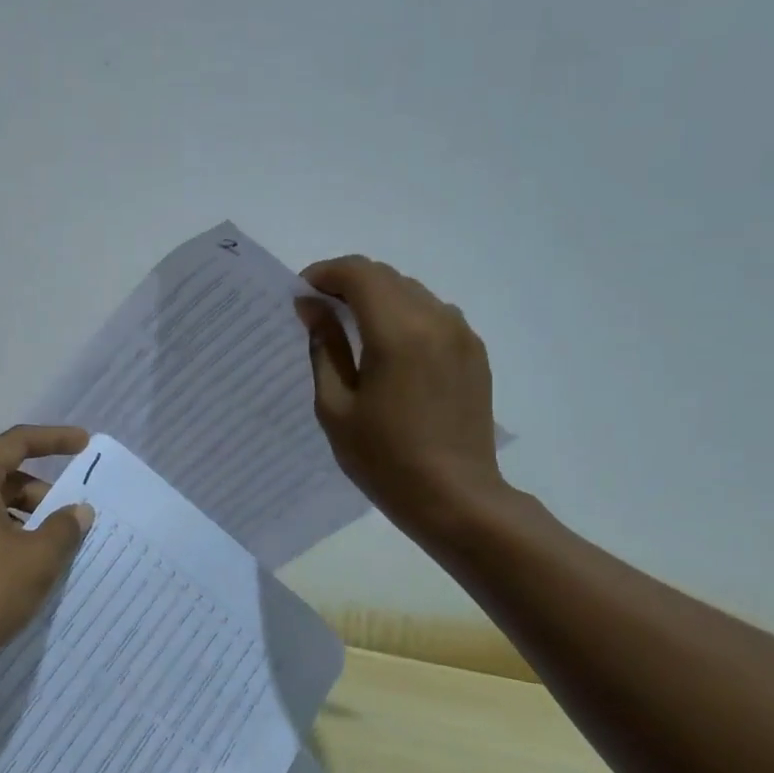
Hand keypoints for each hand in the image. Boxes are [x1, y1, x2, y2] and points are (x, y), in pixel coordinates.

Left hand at [0, 425, 95, 663]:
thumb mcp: (36, 558)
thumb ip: (64, 528)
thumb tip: (78, 511)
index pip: (18, 442)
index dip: (55, 440)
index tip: (85, 444)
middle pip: (4, 475)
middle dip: (42, 493)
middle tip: (73, 516)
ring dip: (25, 518)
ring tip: (54, 547)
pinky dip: (5, 536)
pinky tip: (24, 567)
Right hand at [296, 257, 506, 544]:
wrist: (455, 498)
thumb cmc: (383, 458)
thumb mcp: (335, 406)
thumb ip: (323, 348)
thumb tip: (312, 308)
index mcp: (398, 332)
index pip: (358, 274)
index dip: (323, 274)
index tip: (300, 296)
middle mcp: (436, 320)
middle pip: (385, 276)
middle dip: (346, 283)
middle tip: (317, 312)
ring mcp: (461, 334)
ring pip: (410, 291)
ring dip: (376, 297)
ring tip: (349, 330)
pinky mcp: (473, 352)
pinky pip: (432, 313)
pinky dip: (402, 314)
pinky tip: (386, 349)